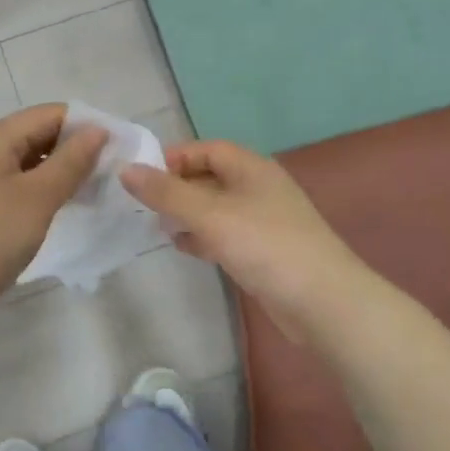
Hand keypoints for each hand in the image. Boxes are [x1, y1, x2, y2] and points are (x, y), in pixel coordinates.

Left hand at [0, 103, 106, 331]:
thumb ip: (71, 162)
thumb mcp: (38, 198)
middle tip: (110, 172)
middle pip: (38, 134)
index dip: (86, 125)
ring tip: (93, 189)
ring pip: (29, 160)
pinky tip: (62, 206)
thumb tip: (99, 130)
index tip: (118, 148)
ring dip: (60, 170)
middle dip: (75, 148)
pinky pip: (17, 182)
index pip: (50, 114)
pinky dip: (42, 188)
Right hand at [121, 140, 370, 339]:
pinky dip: (203, 236)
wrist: (323, 301)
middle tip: (143, 203)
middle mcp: (258, 187)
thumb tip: (126, 169)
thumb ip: (167, 193)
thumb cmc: (266, 245)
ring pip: (216, 207)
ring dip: (187, 214)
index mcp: (251, 168)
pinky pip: (225, 233)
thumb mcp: (210, 215)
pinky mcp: (264, 250)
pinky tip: (184, 248)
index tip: (142, 174)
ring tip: (157, 226)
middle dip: (177, 187)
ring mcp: (263, 220)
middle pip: (210, 177)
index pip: (206, 149)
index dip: (174, 157)